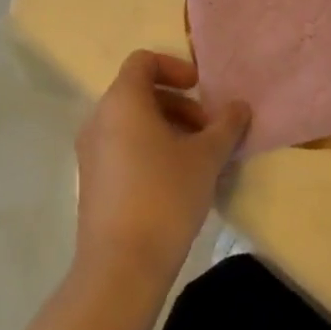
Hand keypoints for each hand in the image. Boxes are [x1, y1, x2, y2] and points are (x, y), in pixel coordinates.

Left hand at [73, 51, 250, 294]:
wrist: (120, 268)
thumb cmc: (165, 196)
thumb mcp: (206, 157)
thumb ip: (225, 125)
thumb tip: (240, 106)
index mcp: (122, 101)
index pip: (143, 61)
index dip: (174, 67)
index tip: (200, 89)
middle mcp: (99, 118)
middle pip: (139, 92)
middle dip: (178, 104)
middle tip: (208, 129)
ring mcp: (90, 152)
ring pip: (131, 122)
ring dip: (166, 127)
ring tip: (198, 157)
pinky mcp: (91, 181)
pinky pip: (121, 147)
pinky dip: (148, 148)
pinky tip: (176, 180)